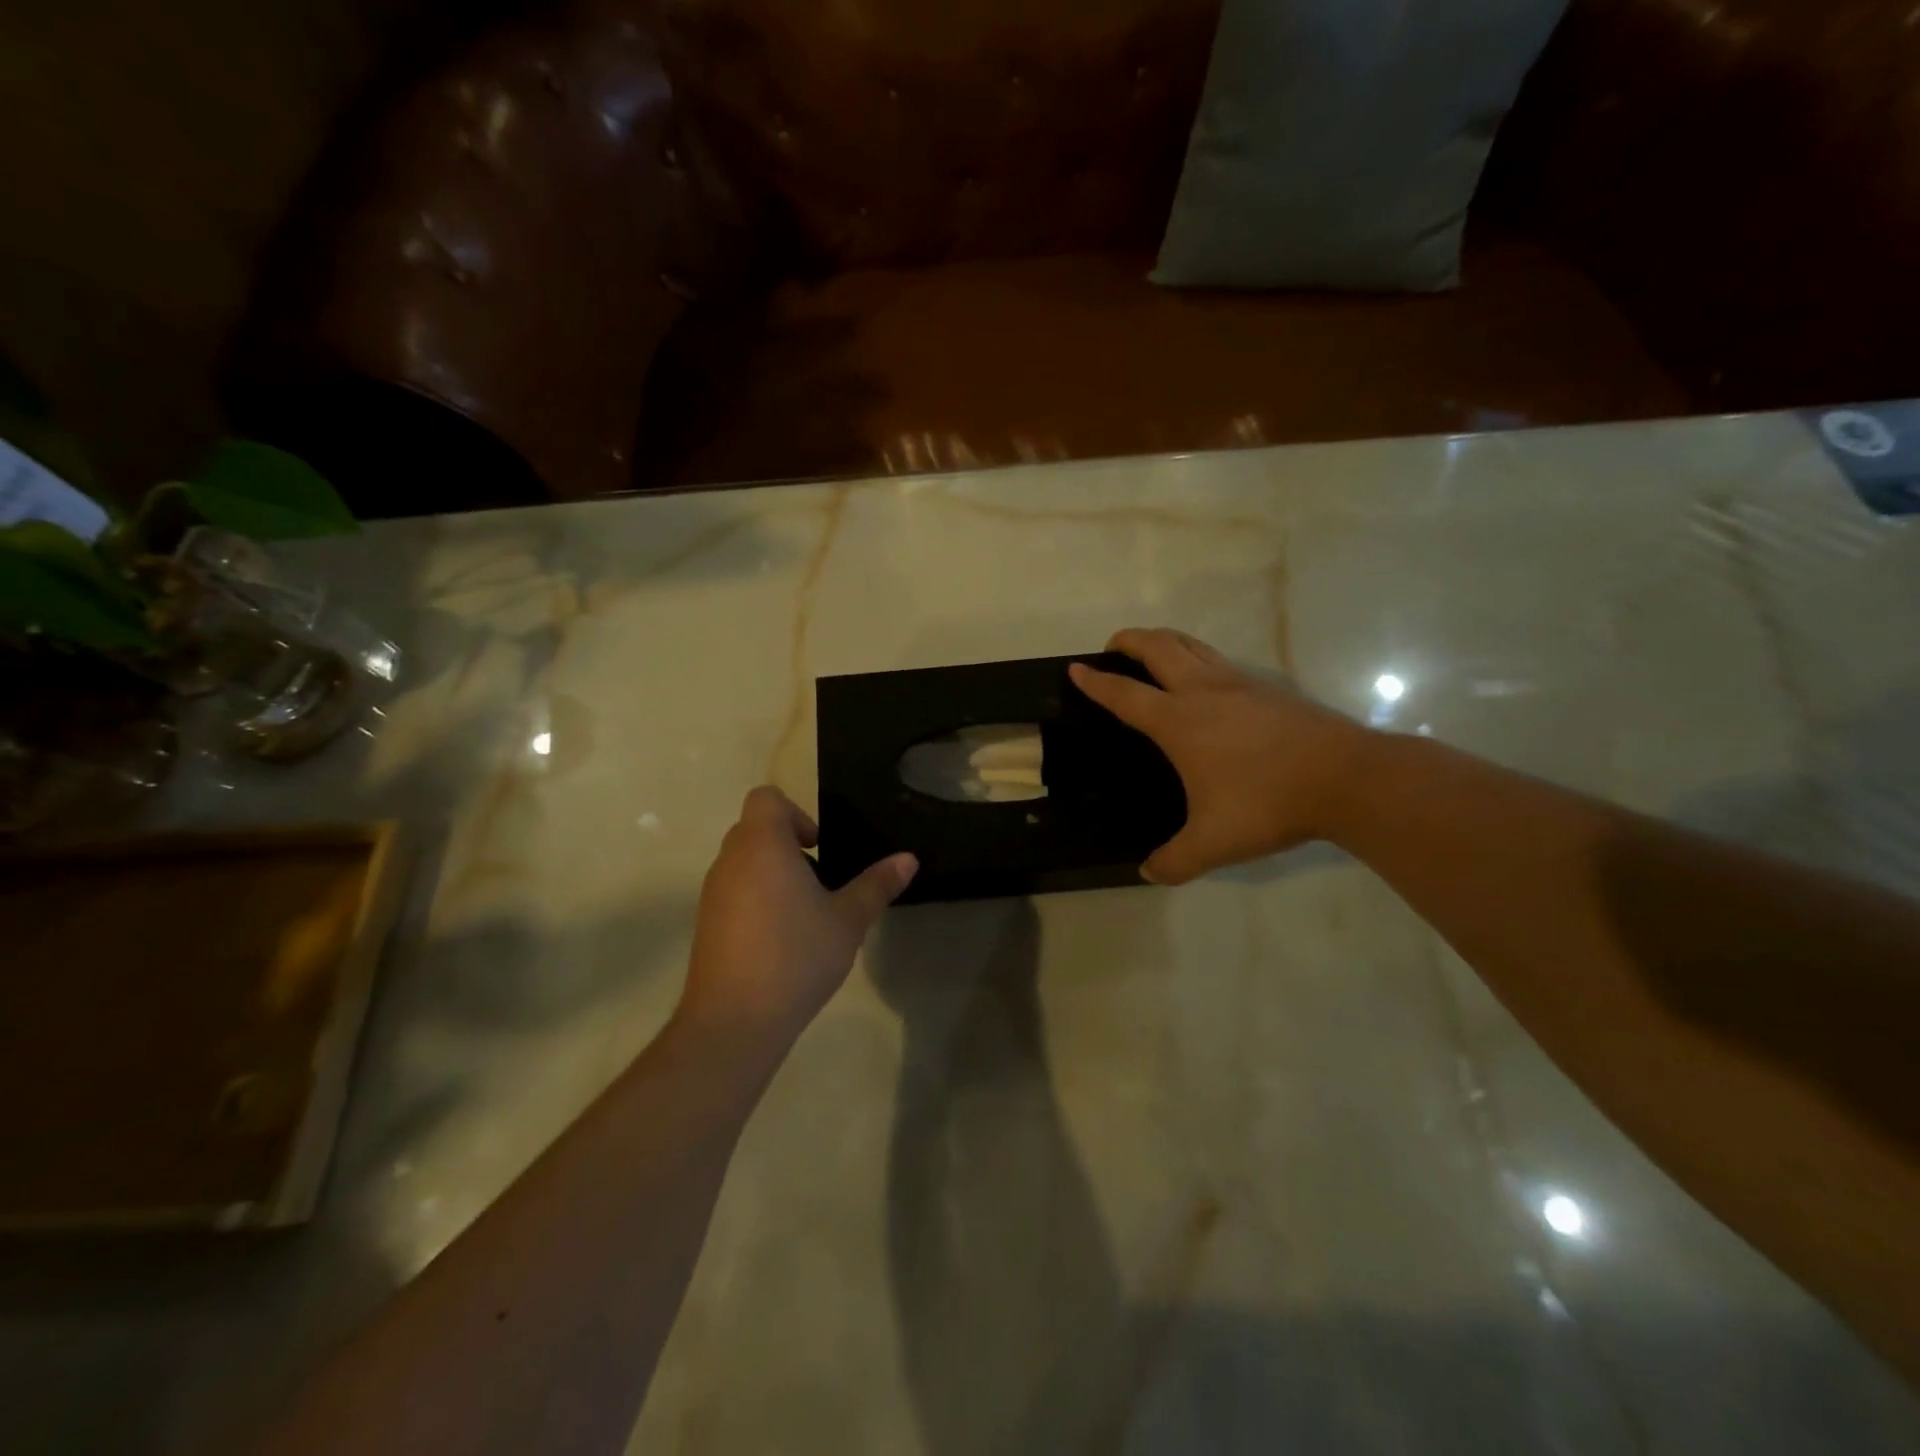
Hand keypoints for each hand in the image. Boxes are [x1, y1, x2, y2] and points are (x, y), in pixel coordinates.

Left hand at [681, 787, 916, 1043]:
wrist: (734, 1021)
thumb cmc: (796, 956)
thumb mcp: (848, 919)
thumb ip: (877, 884)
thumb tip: (909, 859)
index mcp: (763, 845)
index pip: (766, 798)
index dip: (796, 812)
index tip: (819, 847)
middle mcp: (730, 860)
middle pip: (755, 828)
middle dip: (789, 844)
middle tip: (821, 879)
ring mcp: (712, 892)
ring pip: (743, 861)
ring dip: (773, 872)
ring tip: (806, 912)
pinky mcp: (706, 923)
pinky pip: (733, 890)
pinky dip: (756, 898)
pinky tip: (782, 938)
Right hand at [1069, 629, 1371, 884]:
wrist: (1347, 778)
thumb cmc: (1268, 803)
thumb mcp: (1213, 843)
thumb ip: (1174, 861)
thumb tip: (1148, 873)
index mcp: (1178, 721)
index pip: (1124, 694)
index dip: (1095, 681)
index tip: (1076, 669)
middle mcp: (1202, 691)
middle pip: (1157, 647)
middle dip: (1128, 640)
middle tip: (1112, 646)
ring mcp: (1239, 683)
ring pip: (1191, 645)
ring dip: (1164, 640)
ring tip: (1152, 650)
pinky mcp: (1268, 687)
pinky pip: (1219, 660)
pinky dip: (1197, 657)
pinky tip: (1206, 682)